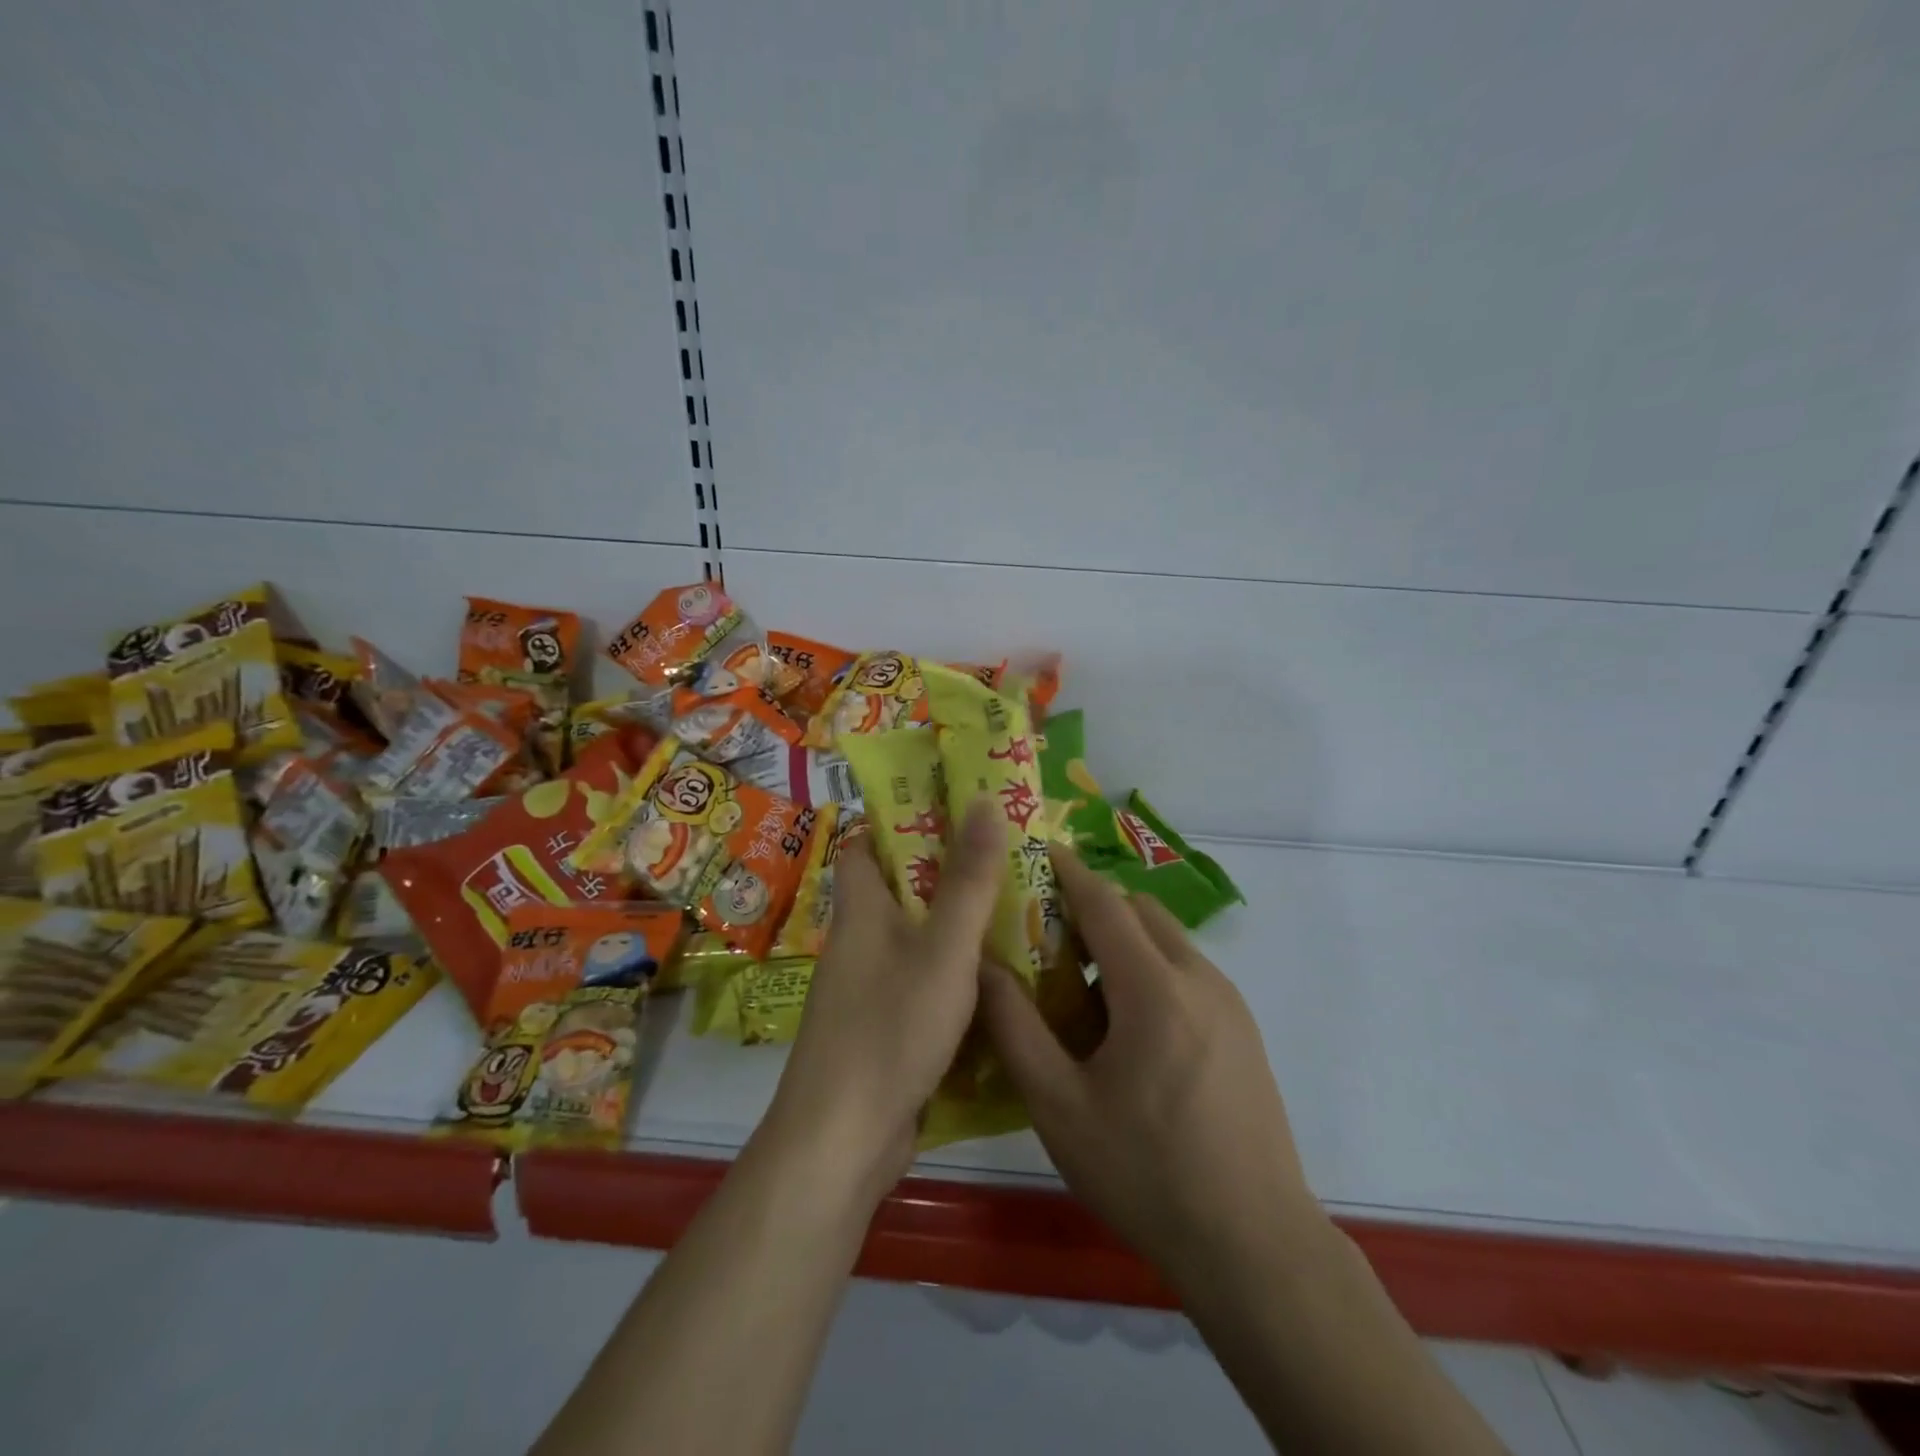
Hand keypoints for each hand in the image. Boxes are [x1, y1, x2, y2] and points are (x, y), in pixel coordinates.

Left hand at [766, 800, 1005, 1197]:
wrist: (843, 1141)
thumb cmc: (891, 1028)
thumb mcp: (943, 948)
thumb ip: (968, 879)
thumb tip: (981, 799)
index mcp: (861, 910)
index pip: (865, 845)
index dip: (900, 822)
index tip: (952, 811)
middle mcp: (859, 942)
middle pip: (899, 890)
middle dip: (947, 873)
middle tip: (1005, 859)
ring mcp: (868, 989)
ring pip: (916, 939)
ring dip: (956, 925)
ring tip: (1016, 911)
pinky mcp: (883, 1029)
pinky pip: (921, 983)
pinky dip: (954, 974)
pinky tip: (999, 980)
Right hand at [978, 846, 1325, 1293]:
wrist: (1255, 1246)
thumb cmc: (1146, 1172)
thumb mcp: (1059, 1106)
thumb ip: (1014, 1027)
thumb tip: (980, 965)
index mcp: (1154, 988)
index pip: (1105, 902)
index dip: (1068, 871)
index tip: (1036, 851)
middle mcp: (1199, 978)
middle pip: (1140, 911)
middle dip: (1094, 904)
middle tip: (1047, 931)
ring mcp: (1230, 1003)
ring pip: (1167, 939)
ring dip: (1123, 939)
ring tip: (1080, 983)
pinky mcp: (1244, 1029)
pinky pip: (1187, 971)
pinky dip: (1150, 967)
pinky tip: (1125, 1025)